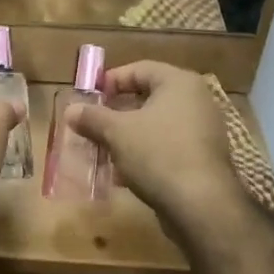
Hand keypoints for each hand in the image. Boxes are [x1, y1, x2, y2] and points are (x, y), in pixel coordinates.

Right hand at [62, 62, 243, 227]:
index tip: (89, 96)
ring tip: (101, 150)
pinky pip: (166, 147)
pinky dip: (143, 154)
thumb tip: (70, 110)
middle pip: (147, 98)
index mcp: (179, 83)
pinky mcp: (202, 159)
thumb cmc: (158, 153)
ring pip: (155, 126)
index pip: (139, 69)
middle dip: (116, 113)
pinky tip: (121, 174)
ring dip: (126, 136)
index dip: (111, 80)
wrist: (201, 205)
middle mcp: (195, 101)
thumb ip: (92, 117)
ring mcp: (202, 131)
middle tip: (92, 124)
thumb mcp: (117, 132)